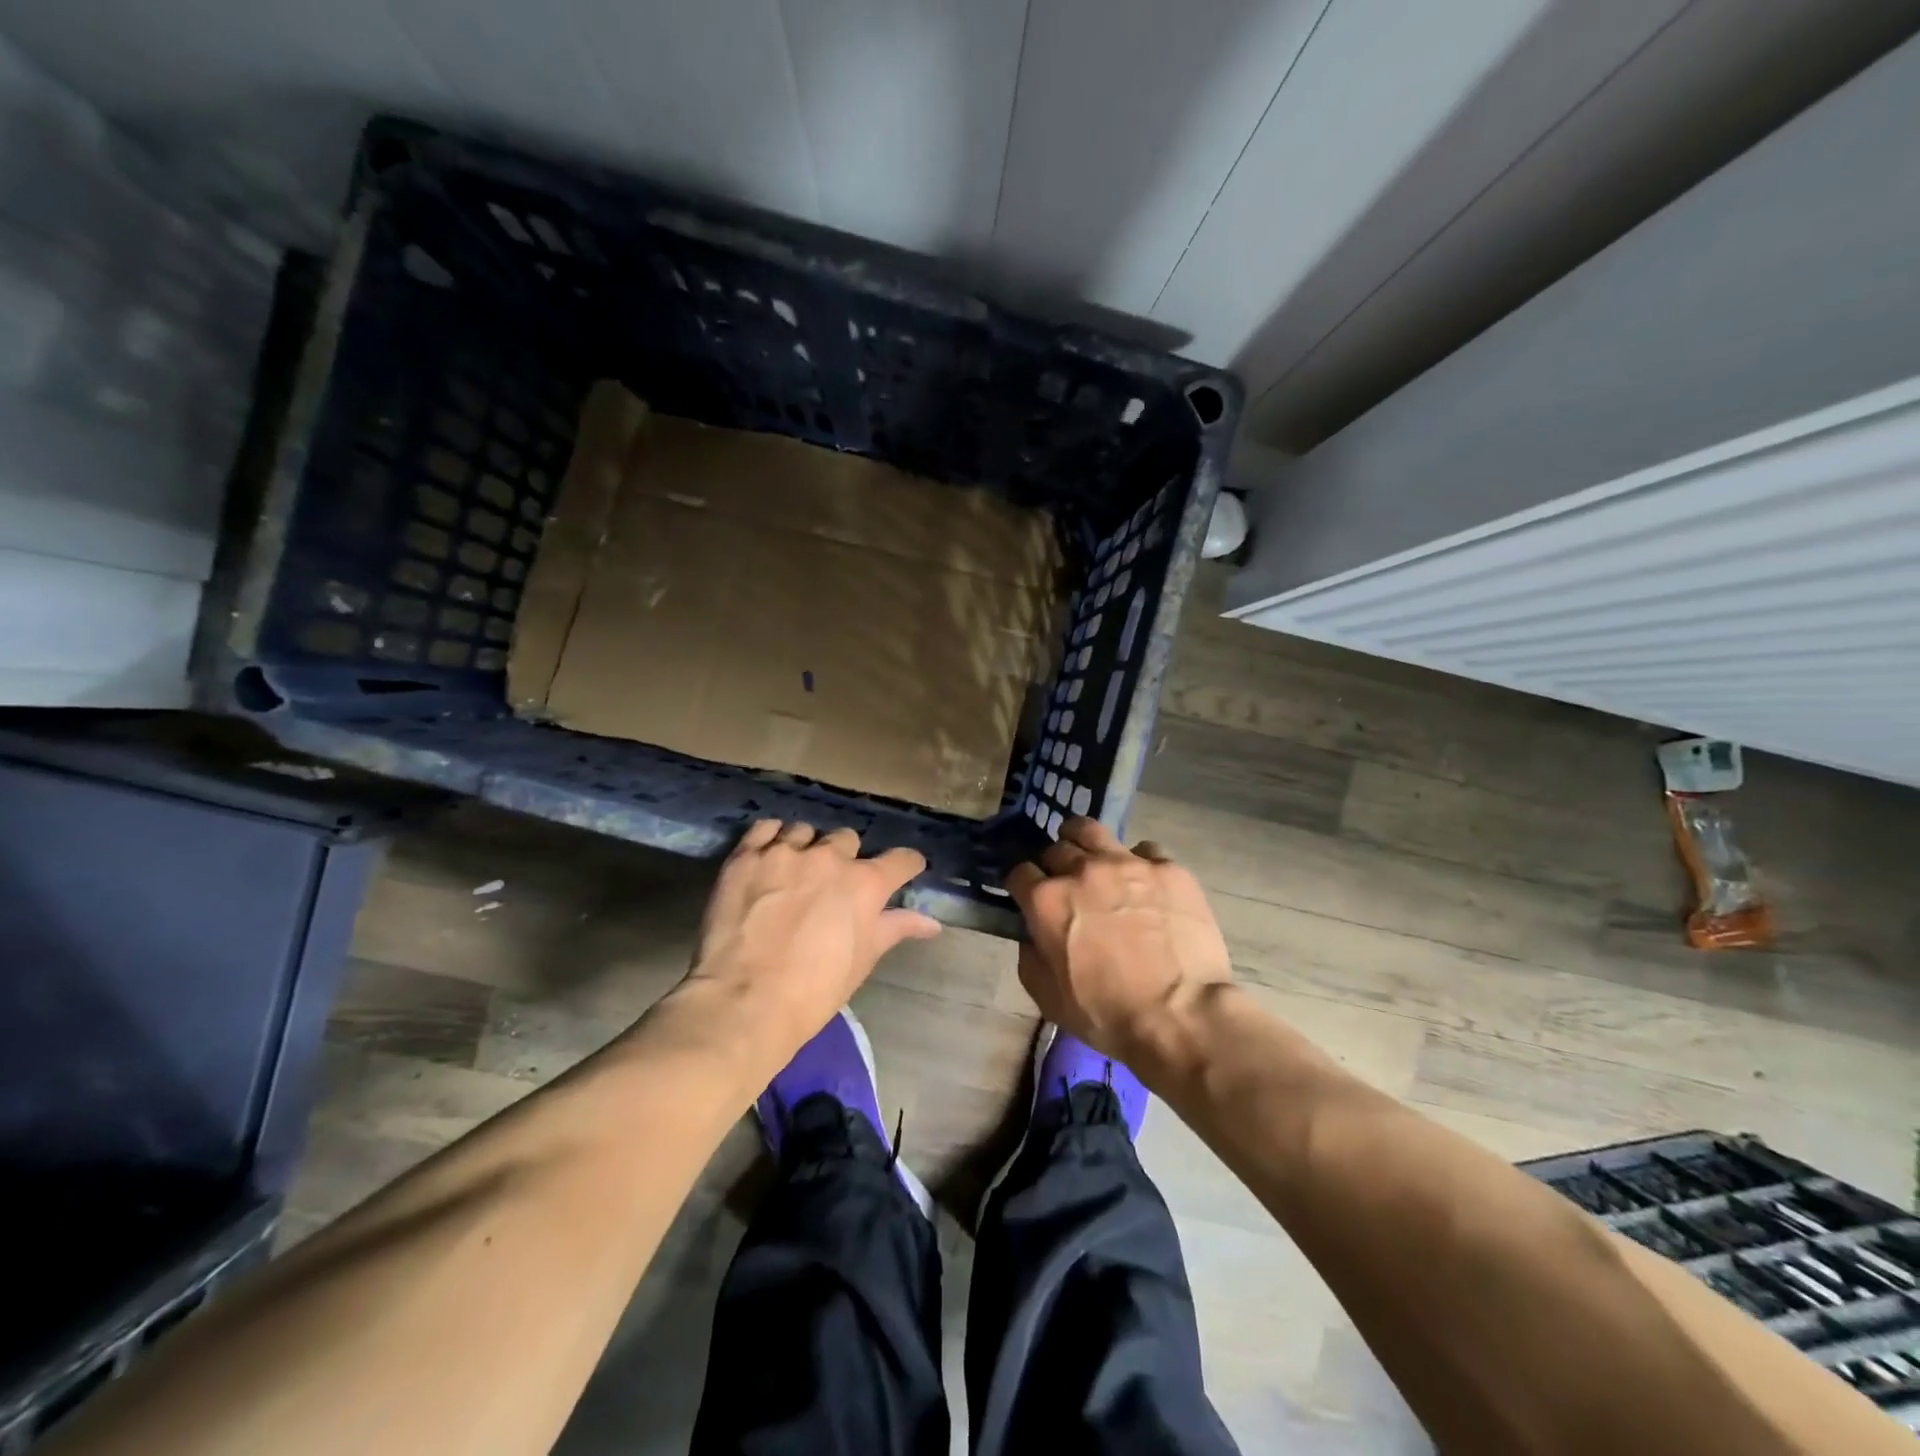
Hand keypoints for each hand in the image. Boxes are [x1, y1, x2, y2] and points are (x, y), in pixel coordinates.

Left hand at [683, 820, 939, 1055]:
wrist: (744, 1002)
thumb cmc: (814, 990)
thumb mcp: (863, 960)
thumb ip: (896, 929)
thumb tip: (932, 923)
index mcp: (864, 884)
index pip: (901, 860)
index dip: (906, 866)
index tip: (904, 872)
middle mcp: (829, 858)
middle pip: (847, 839)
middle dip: (846, 857)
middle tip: (833, 884)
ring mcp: (785, 853)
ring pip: (805, 832)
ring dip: (807, 847)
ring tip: (796, 871)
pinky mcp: (746, 857)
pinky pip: (765, 829)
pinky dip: (771, 839)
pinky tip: (769, 857)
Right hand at [1006, 817, 1232, 1059]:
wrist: (1181, 1015)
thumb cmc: (1107, 1014)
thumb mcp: (1048, 998)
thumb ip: (1030, 957)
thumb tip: (1032, 935)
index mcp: (1047, 900)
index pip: (1019, 872)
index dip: (1021, 885)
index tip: (1028, 897)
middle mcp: (1082, 870)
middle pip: (1056, 848)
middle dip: (1054, 864)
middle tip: (1065, 884)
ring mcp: (1127, 863)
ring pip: (1092, 830)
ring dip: (1084, 841)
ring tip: (1091, 856)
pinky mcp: (1167, 868)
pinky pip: (1144, 850)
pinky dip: (1137, 862)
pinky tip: (1143, 882)